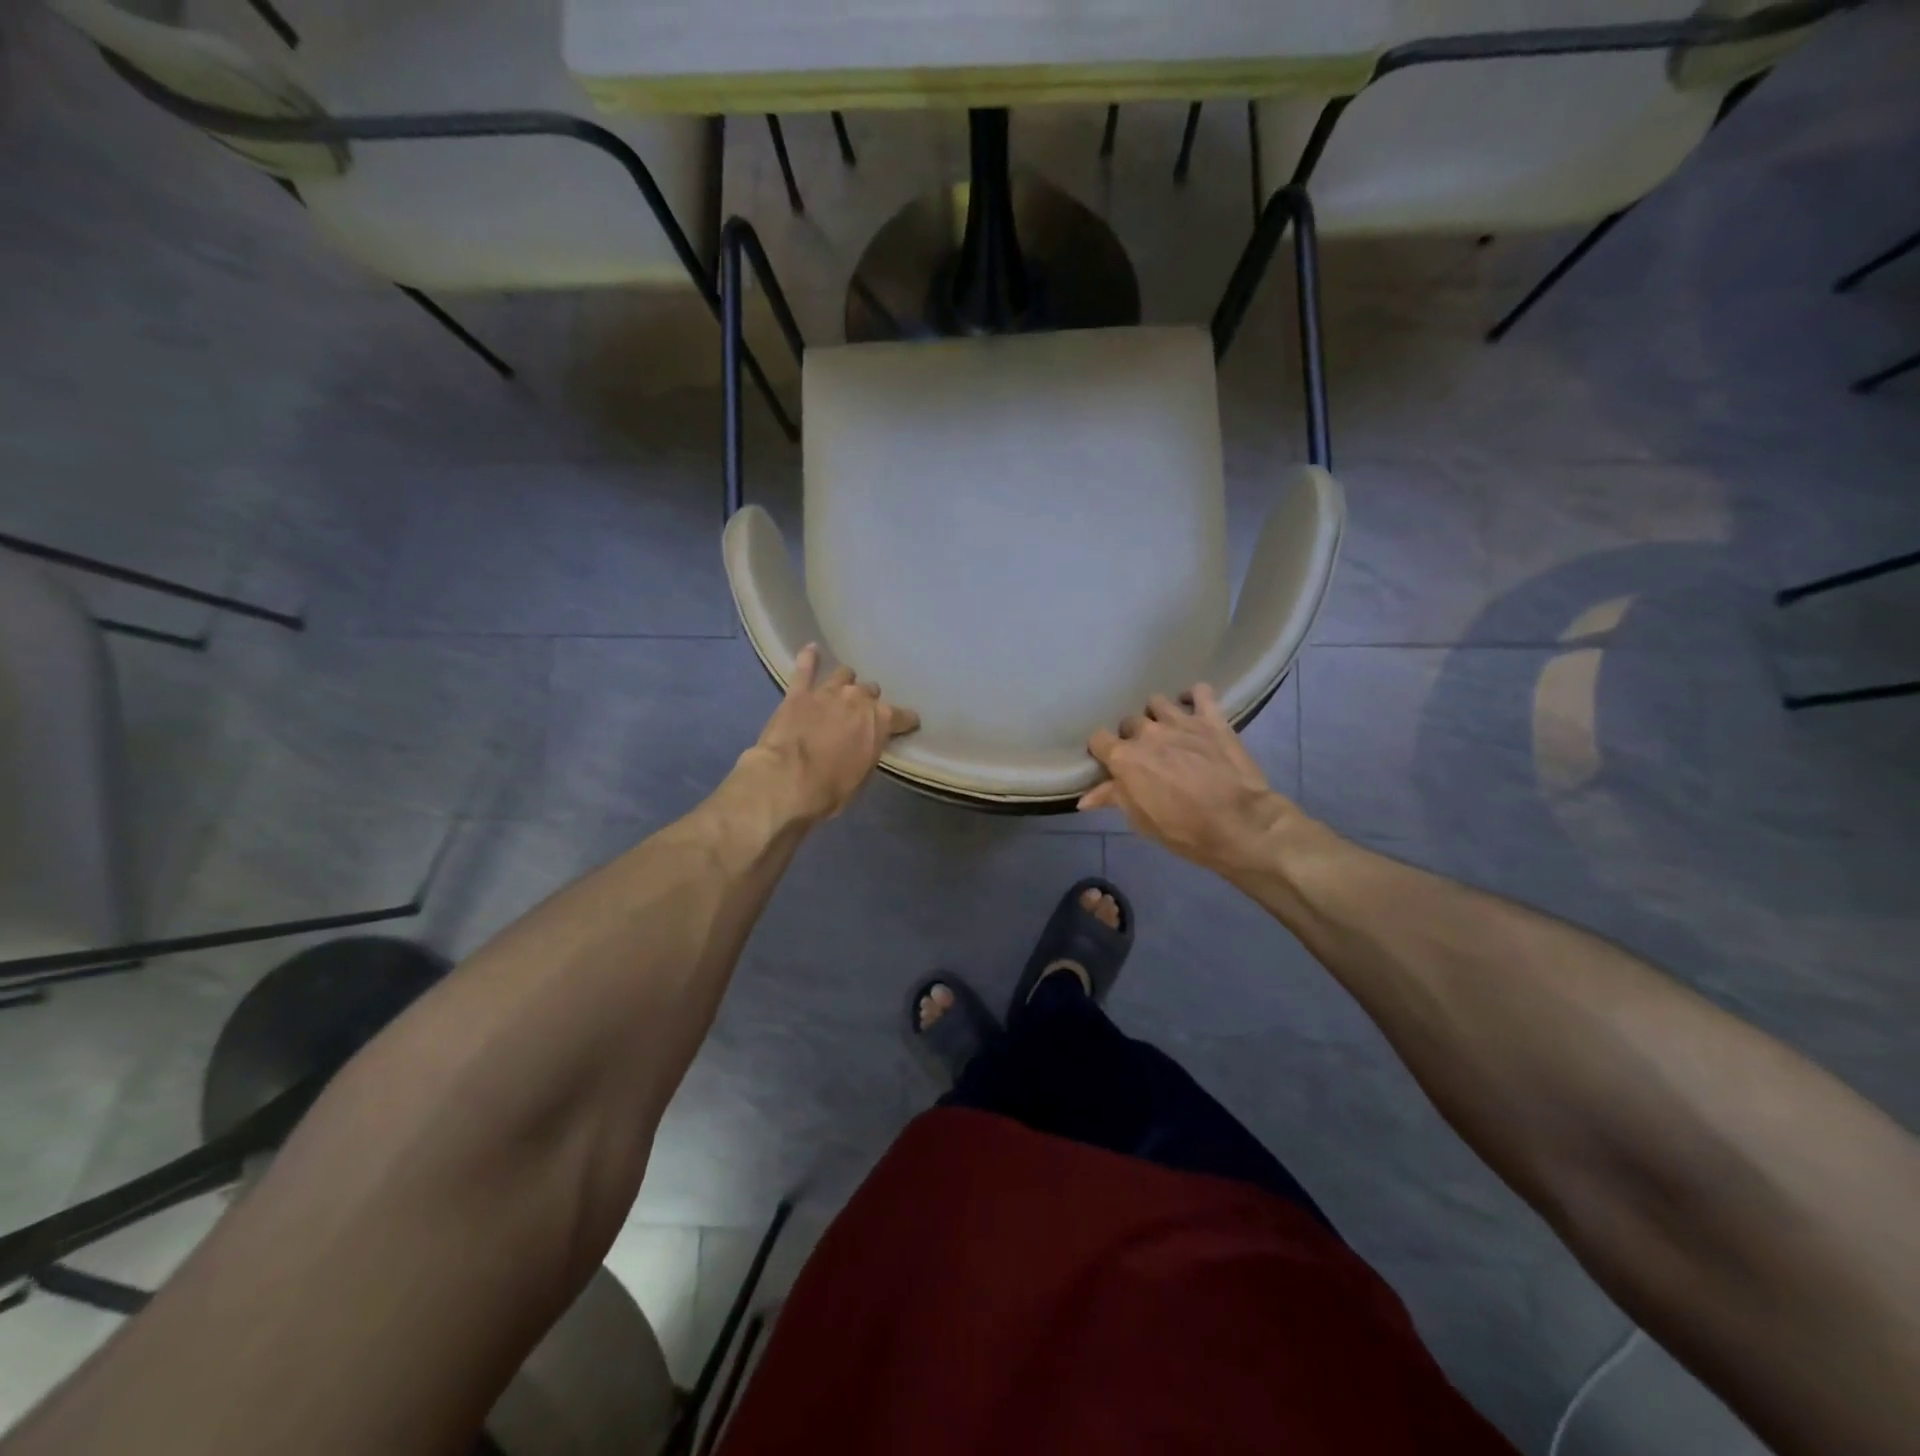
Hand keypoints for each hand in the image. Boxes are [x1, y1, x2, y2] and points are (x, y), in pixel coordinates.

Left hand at [738, 644, 919, 823]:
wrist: (787, 782)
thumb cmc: (831, 789)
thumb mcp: (862, 775)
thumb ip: (869, 750)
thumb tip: (867, 742)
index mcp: (879, 720)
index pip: (903, 716)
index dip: (905, 721)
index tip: (907, 725)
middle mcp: (857, 698)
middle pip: (870, 692)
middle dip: (868, 702)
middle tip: (861, 715)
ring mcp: (827, 691)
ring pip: (843, 675)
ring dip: (845, 682)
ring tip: (841, 690)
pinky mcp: (798, 693)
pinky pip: (805, 668)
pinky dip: (809, 658)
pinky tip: (811, 650)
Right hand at [1082, 685, 1296, 875]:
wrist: (1238, 824)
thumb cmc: (1183, 830)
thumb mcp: (1140, 820)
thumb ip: (1113, 798)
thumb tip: (1084, 798)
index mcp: (1125, 757)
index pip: (1098, 739)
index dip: (1102, 750)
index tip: (1110, 763)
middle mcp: (1148, 733)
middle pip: (1128, 722)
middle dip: (1132, 736)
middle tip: (1144, 754)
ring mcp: (1180, 721)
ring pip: (1157, 702)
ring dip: (1158, 715)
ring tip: (1166, 730)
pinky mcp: (1211, 718)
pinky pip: (1200, 691)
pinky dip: (1193, 696)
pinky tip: (1192, 707)